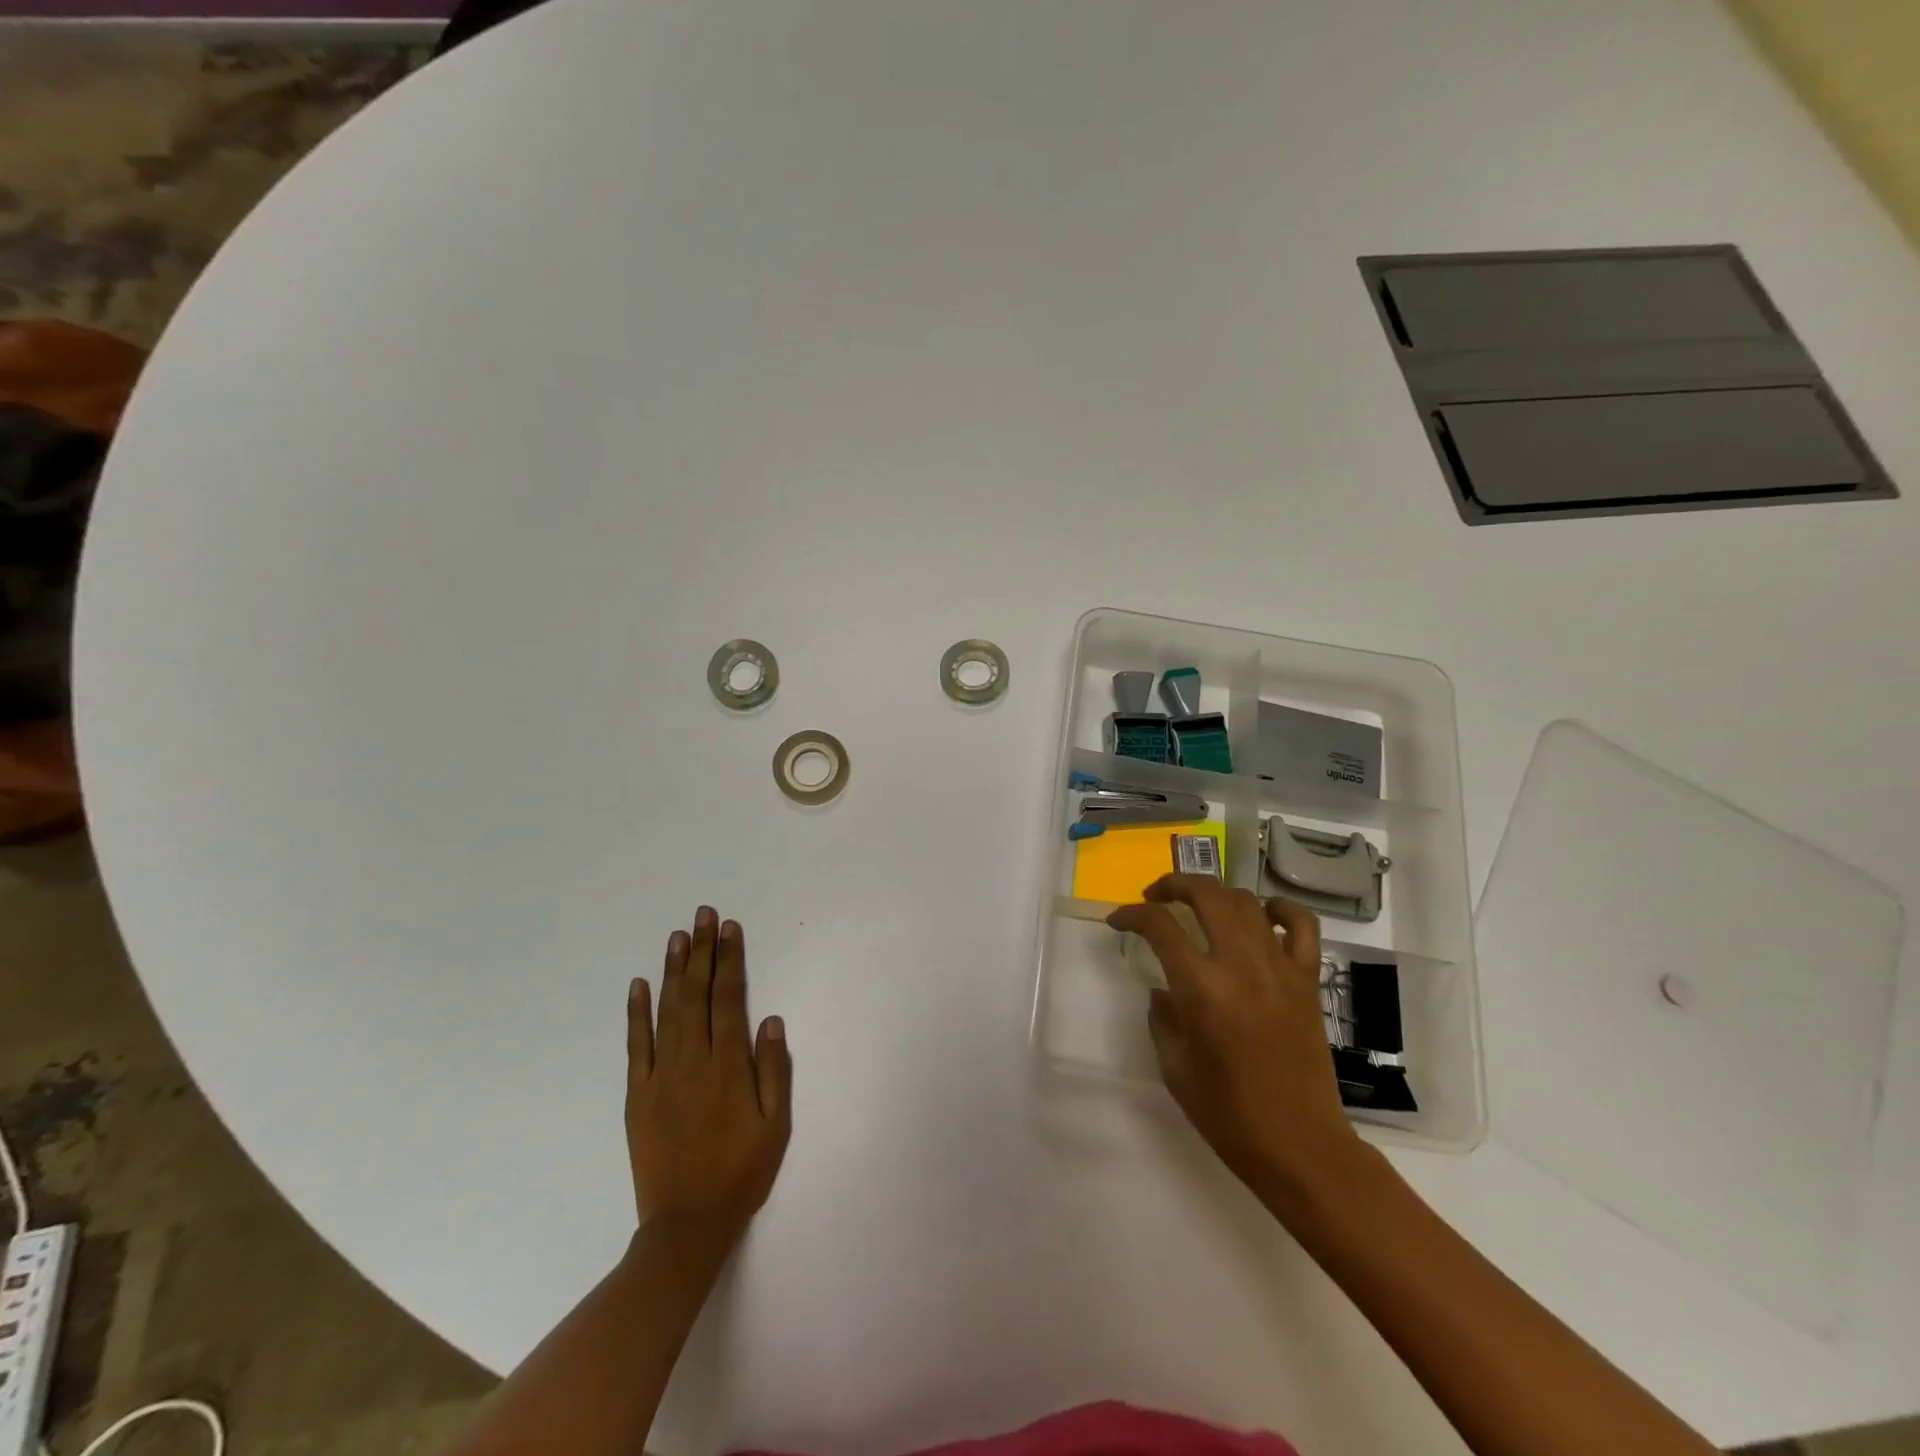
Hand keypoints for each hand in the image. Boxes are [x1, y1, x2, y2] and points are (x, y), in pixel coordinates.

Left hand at [626, 907, 791, 1255]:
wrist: (685, 1225)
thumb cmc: (740, 1172)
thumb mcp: (775, 1125)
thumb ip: (774, 1070)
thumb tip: (771, 1020)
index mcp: (728, 1066)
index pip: (729, 999)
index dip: (730, 960)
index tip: (729, 929)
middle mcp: (693, 1061)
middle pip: (696, 994)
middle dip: (701, 951)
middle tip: (702, 915)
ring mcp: (661, 1076)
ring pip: (666, 1011)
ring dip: (672, 971)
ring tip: (677, 936)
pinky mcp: (638, 1094)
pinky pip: (636, 1046)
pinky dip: (636, 1013)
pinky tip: (638, 986)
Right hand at [1109, 876, 1357, 1193]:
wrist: (1299, 1145)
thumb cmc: (1228, 1114)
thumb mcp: (1173, 1066)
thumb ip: (1162, 1017)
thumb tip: (1164, 989)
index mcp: (1200, 988)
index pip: (1159, 926)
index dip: (1131, 915)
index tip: (1118, 922)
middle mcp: (1239, 964)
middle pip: (1206, 895)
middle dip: (1173, 885)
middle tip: (1155, 897)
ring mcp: (1279, 968)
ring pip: (1247, 902)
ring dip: (1217, 895)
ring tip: (1200, 908)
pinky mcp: (1307, 980)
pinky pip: (1302, 926)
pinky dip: (1281, 909)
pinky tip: (1263, 914)